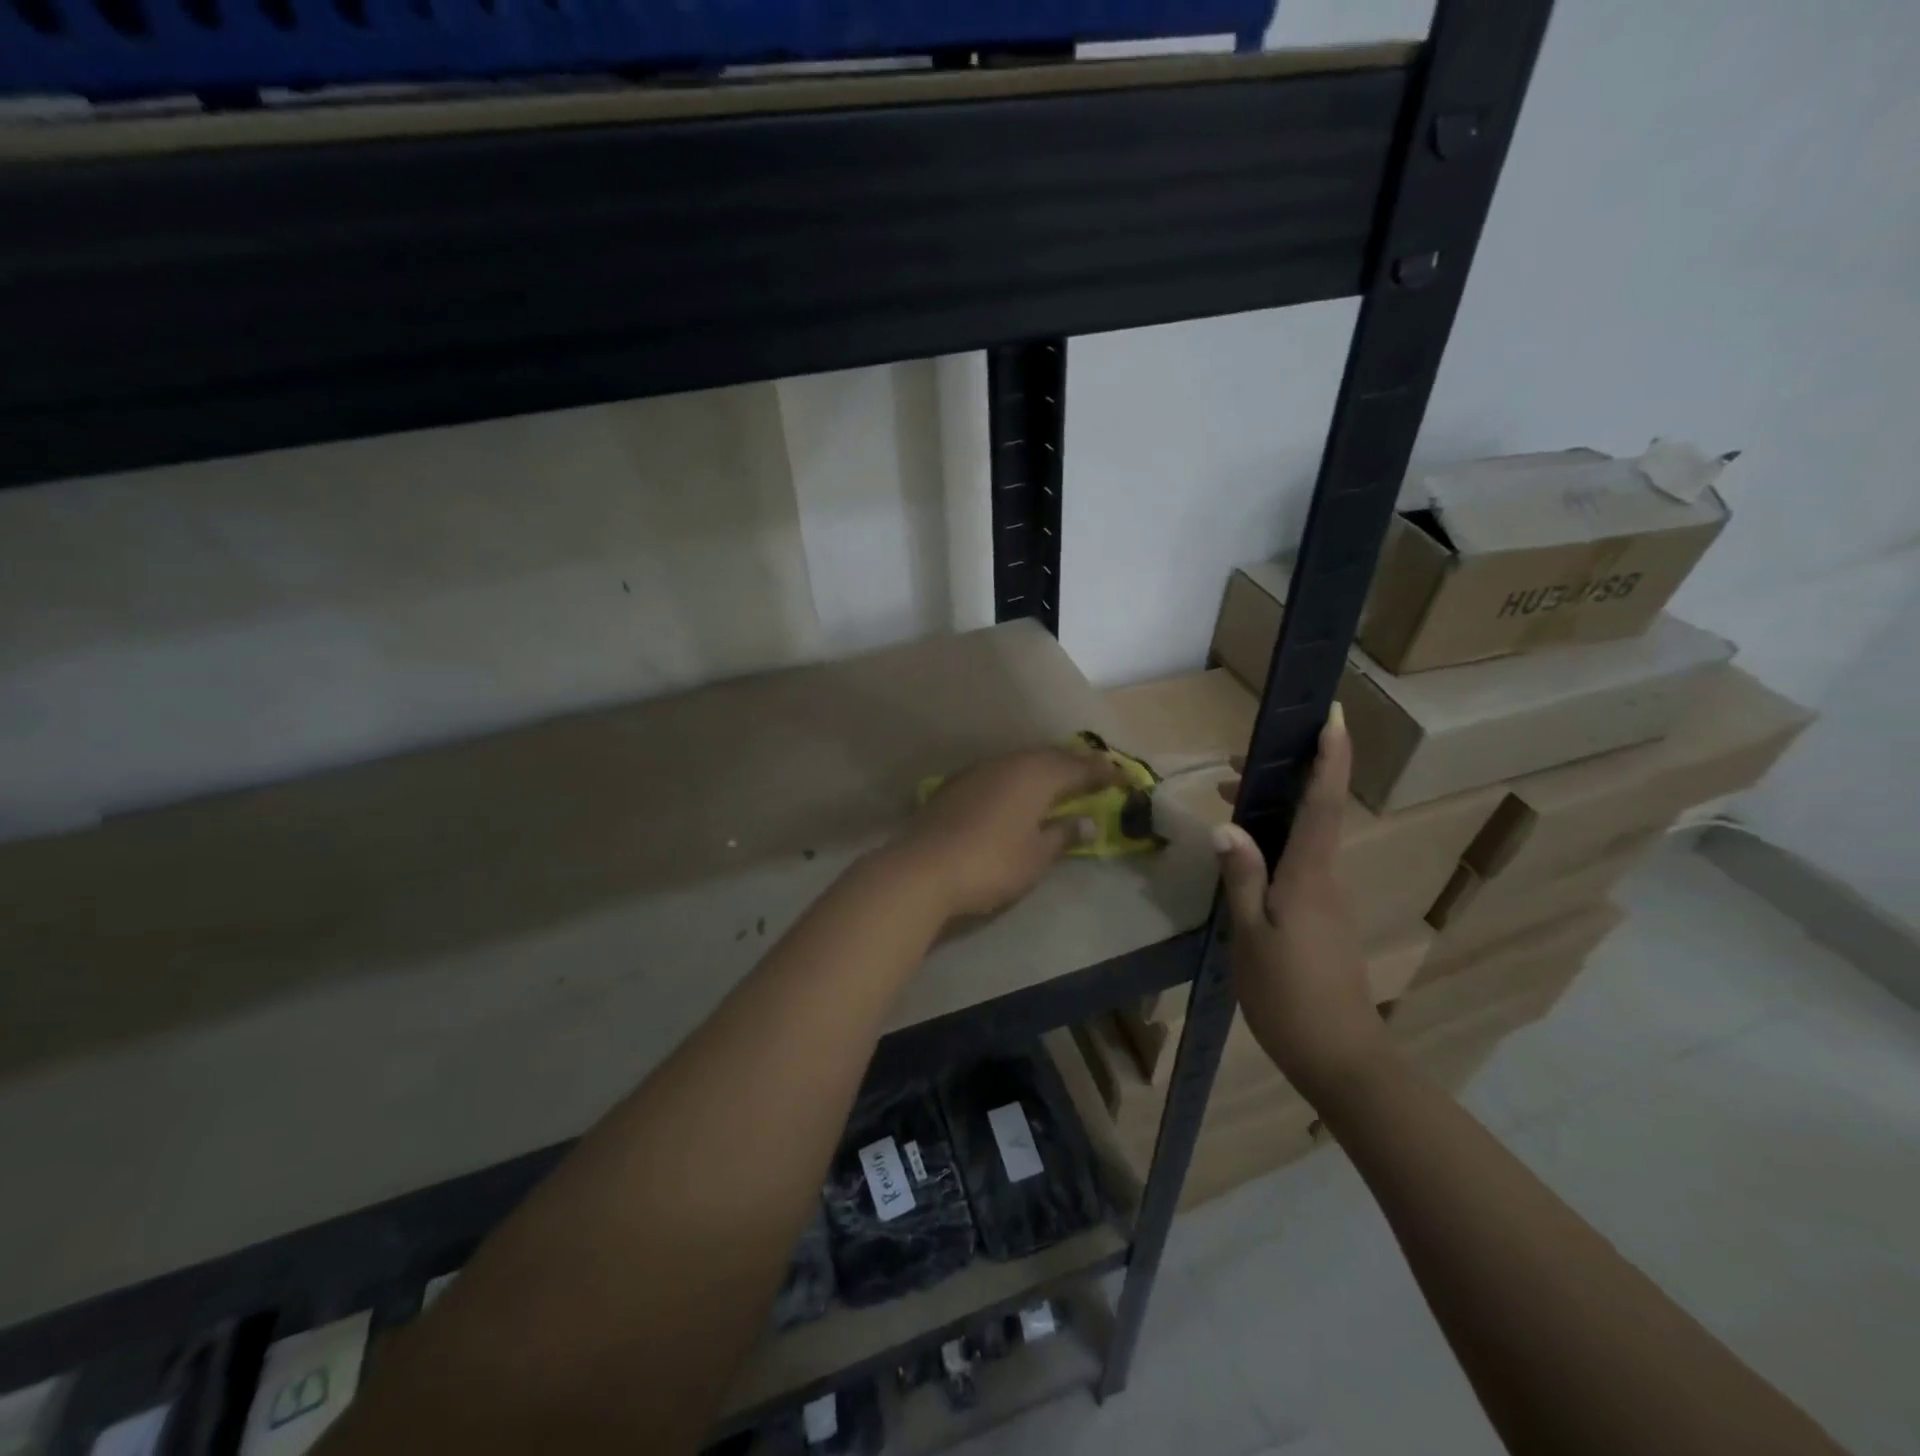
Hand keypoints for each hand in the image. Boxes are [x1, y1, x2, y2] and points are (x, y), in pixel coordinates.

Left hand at [891, 747, 1120, 921]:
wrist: (923, 868)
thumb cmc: (992, 864)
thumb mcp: (1037, 856)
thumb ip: (1063, 834)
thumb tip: (1087, 821)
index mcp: (1036, 776)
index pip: (1079, 768)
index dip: (1104, 772)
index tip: (1125, 778)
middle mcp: (1009, 763)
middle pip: (1049, 757)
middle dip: (1076, 763)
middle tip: (1097, 772)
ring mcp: (979, 771)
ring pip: (1022, 761)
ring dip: (1045, 767)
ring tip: (1061, 778)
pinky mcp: (956, 784)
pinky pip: (1000, 771)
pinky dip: (1019, 776)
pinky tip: (1018, 789)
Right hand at [1212, 705, 1394, 1105]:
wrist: (1340, 1056)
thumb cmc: (1289, 995)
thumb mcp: (1250, 935)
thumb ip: (1240, 877)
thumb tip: (1227, 825)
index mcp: (1310, 874)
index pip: (1325, 802)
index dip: (1331, 757)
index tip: (1332, 715)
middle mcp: (1327, 876)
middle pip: (1315, 811)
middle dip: (1286, 776)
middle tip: (1236, 764)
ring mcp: (1328, 896)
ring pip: (1305, 836)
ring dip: (1273, 809)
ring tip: (1229, 801)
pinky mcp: (1323, 915)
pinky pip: (1300, 861)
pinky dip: (1274, 841)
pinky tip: (1243, 855)